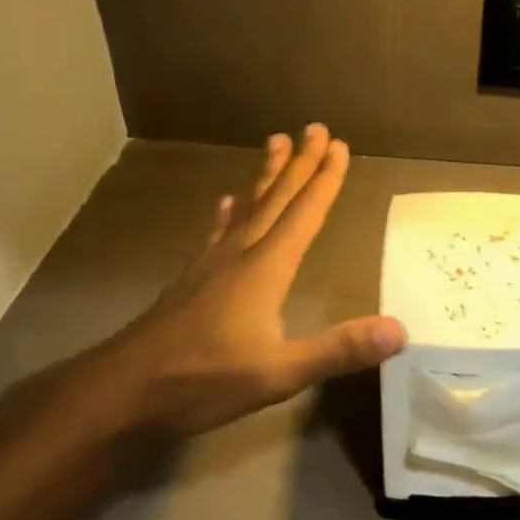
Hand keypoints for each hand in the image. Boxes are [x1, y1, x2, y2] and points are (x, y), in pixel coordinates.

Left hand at [80, 125, 406, 440]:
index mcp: (266, 268)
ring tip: (275, 144)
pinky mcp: (189, 281)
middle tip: (314, 127)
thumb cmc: (202, 379)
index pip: (304, 214)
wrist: (119, 392)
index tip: (339, 145)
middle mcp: (240, 255)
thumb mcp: (279, 372)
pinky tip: (223, 204)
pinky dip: (225, 215)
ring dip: (265, 176)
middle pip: (276, 199)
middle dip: (300, 163)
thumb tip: (399, 330)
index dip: (325, 180)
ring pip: (246, 208)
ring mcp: (210, 266)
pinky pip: (215, 234)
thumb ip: (339, 349)